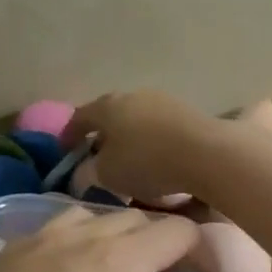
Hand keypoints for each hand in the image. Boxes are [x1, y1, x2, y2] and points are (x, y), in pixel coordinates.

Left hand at [0, 206, 201, 271]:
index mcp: (116, 262)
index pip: (174, 230)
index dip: (200, 249)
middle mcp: (78, 237)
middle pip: (134, 218)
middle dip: (161, 241)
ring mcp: (35, 240)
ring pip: (91, 216)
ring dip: (117, 235)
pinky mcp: (4, 253)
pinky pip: (55, 228)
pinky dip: (79, 239)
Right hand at [63, 91, 232, 203]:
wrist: (207, 154)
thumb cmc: (146, 163)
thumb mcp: (107, 175)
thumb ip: (89, 171)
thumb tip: (85, 170)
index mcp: (107, 106)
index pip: (79, 118)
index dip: (68, 136)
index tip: (64, 153)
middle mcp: (133, 96)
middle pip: (110, 115)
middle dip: (102, 136)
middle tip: (96, 156)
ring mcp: (163, 101)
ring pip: (136, 120)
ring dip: (129, 138)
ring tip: (128, 162)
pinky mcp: (188, 113)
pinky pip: (159, 129)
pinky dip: (152, 143)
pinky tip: (156, 160)